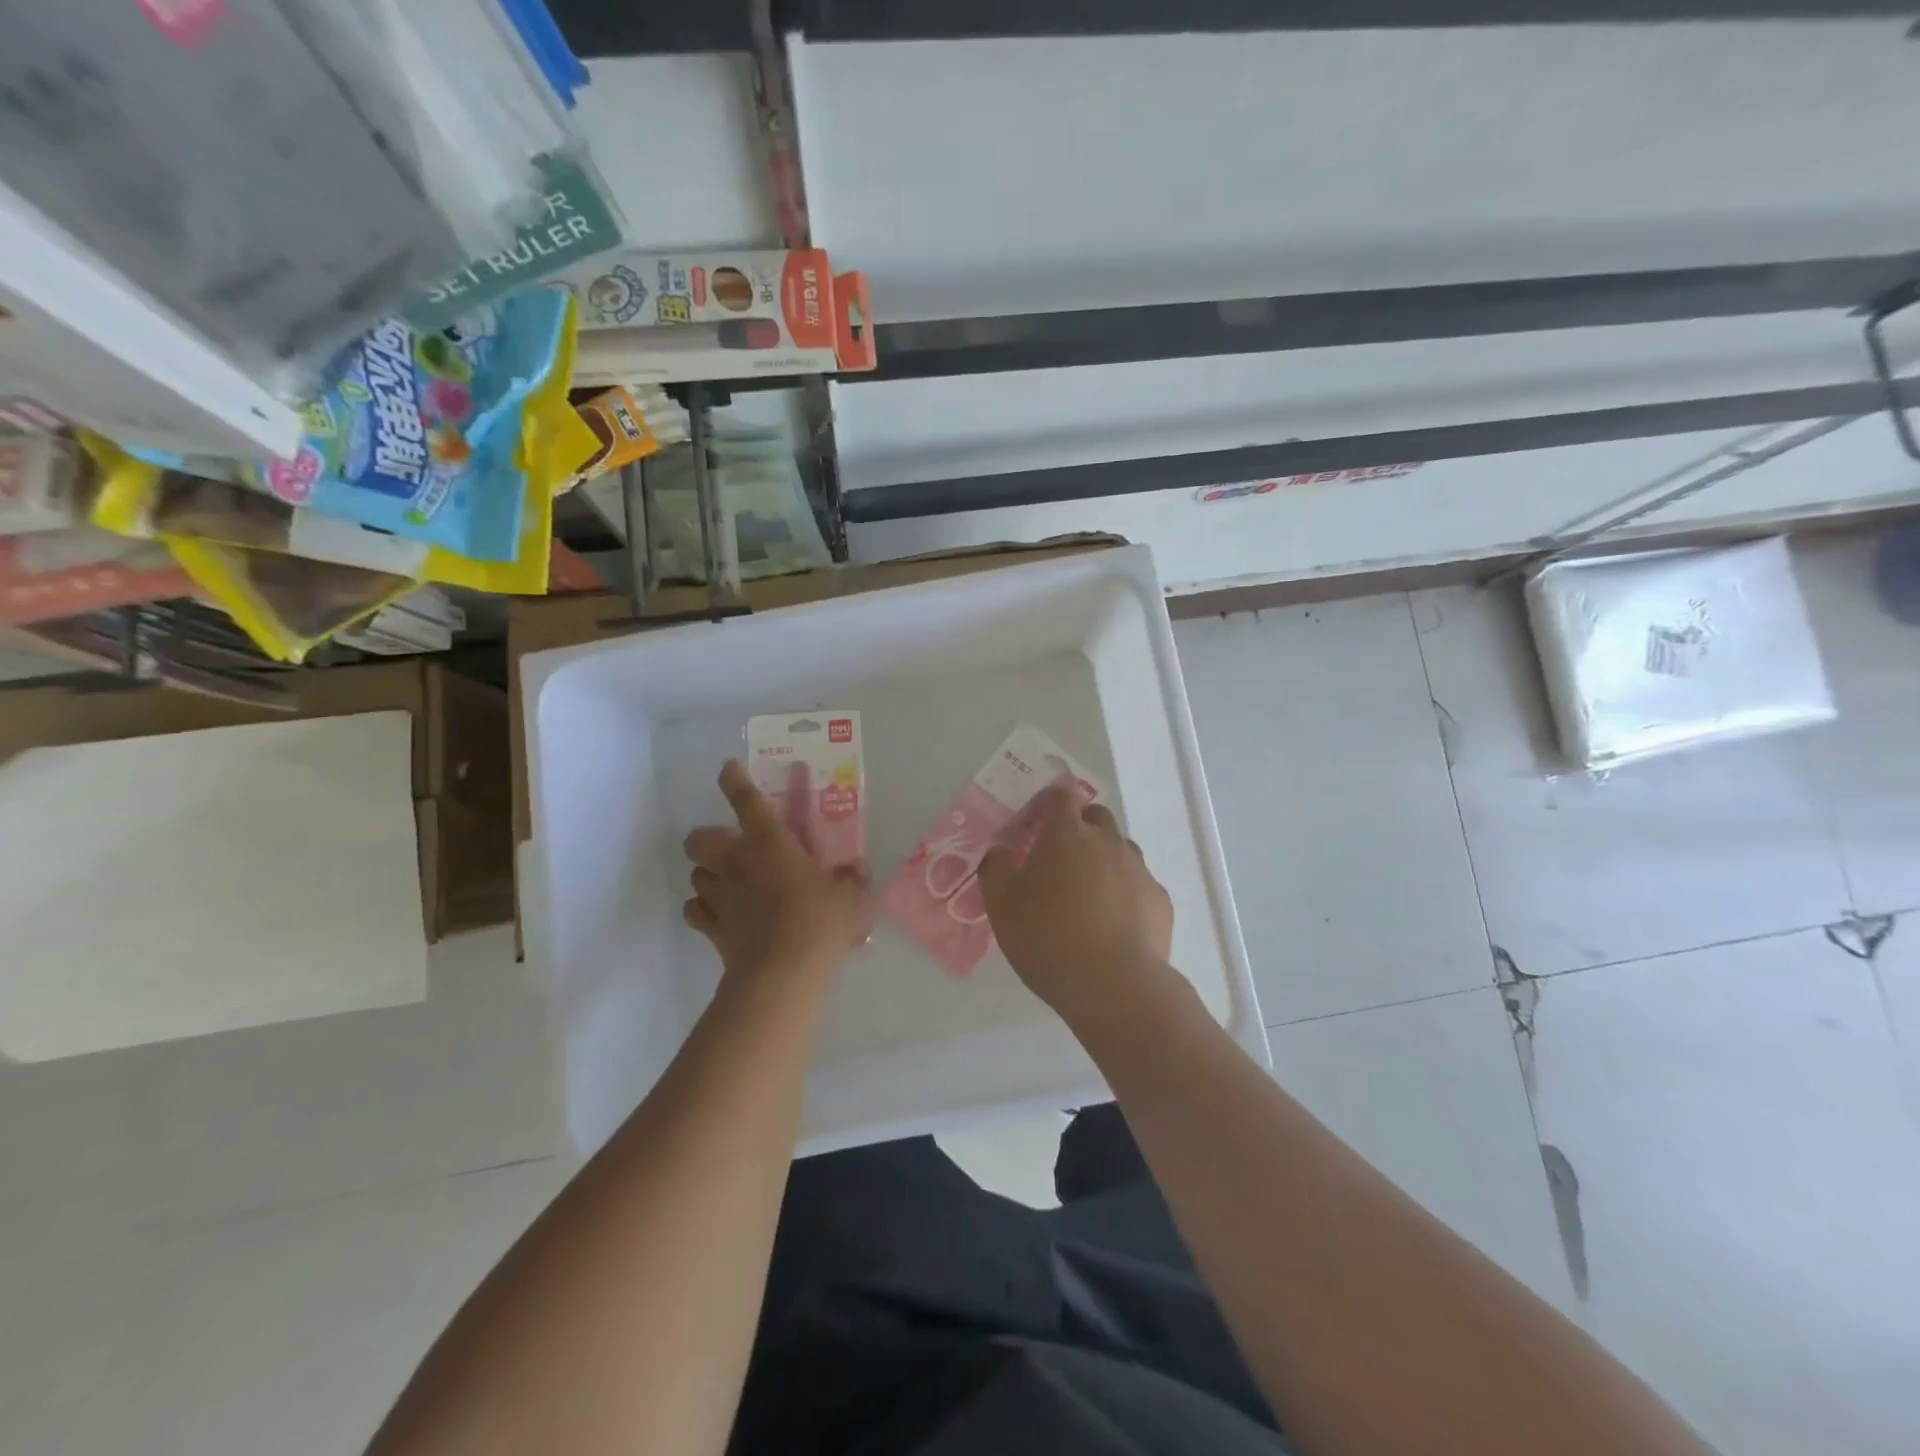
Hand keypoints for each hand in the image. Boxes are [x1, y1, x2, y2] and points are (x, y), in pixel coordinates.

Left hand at [682, 760, 866, 981]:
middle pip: (699, 839)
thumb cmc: (817, 921)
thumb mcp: (847, 897)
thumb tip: (856, 870)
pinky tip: (721, 914)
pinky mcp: (711, 928)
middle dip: (708, 838)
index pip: (746, 800)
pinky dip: (703, 909)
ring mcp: (719, 896)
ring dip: (708, 874)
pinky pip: (695, 910)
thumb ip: (850, 879)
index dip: (734, 780)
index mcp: (769, 842)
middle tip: (731, 847)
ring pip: (695, 874)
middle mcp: (736, 862)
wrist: (781, 973)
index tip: (728, 768)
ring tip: (729, 882)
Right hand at [978, 788, 1173, 1018]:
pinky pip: (1138, 884)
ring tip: (1087, 897)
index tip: (1035, 821)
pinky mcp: (1159, 900)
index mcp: (1066, 834)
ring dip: (1103, 860)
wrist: (1114, 985)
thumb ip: (996, 868)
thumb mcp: (1001, 905)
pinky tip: (1113, 924)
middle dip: (1079, 828)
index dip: (1047, 803)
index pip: (1060, 796)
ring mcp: (1138, 869)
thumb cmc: (1048, 937)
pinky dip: (1124, 893)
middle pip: (1095, 817)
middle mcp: (1107, 841)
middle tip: (1059, 860)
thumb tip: (1001, 851)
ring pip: (1119, 850)